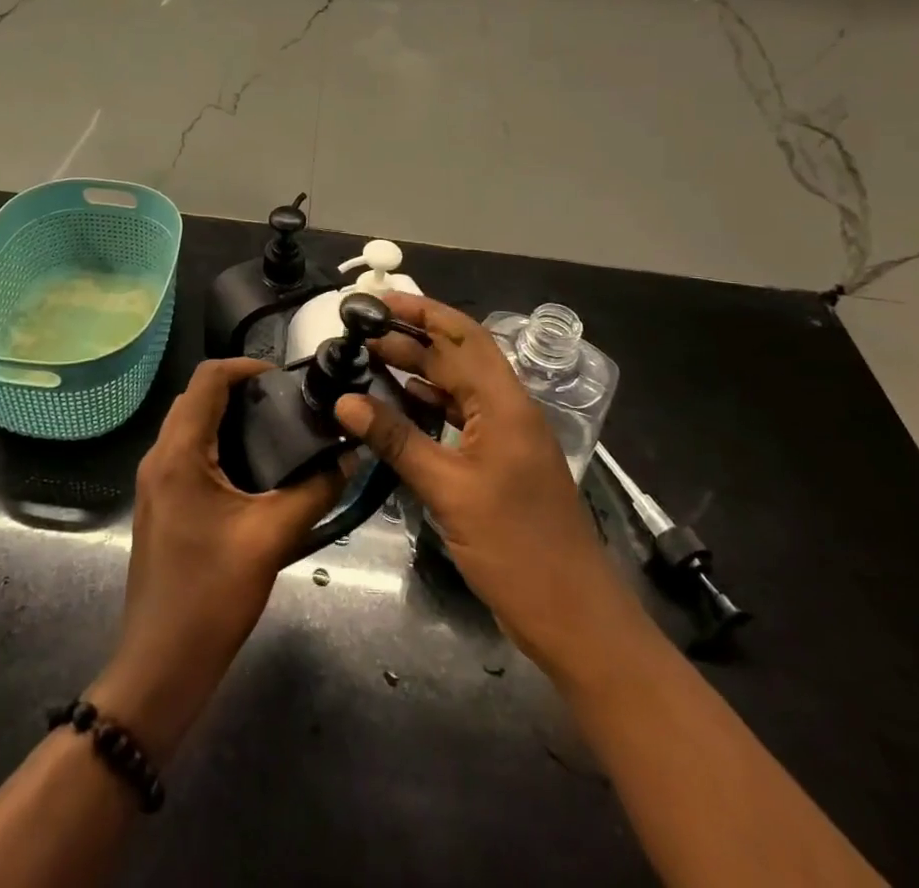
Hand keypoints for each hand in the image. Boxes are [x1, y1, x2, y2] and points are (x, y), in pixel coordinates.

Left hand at [90, 357, 342, 760]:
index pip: (207, 378)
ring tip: (276, 429)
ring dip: (227, 415)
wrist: (160, 665)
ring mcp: (154, 482)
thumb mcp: (272, 538)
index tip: (286, 379)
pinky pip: (187, 452)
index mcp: (179, 453)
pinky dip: (217, 442)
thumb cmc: (212, 596)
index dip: (246, 366)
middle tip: (286, 405)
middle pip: (196, 396)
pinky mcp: (160, 503)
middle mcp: (159, 456)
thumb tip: (349, 456)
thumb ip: (315, 490)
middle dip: (240, 389)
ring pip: (190, 424)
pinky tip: (253, 468)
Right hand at [334, 293, 636, 679]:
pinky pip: (457, 419)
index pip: (460, 337)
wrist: (573, 617)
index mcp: (504, 403)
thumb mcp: (449, 490)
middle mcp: (507, 409)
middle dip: (410, 339)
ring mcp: (504, 437)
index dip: (419, 311)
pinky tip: (395, 407)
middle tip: (358, 334)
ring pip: (456, 387)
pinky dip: (426, 407)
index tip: (376, 301)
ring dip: (416, 372)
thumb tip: (345, 400)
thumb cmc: (516, 548)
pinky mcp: (497, 463)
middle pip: (456, 358)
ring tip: (368, 362)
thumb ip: (397, 440)